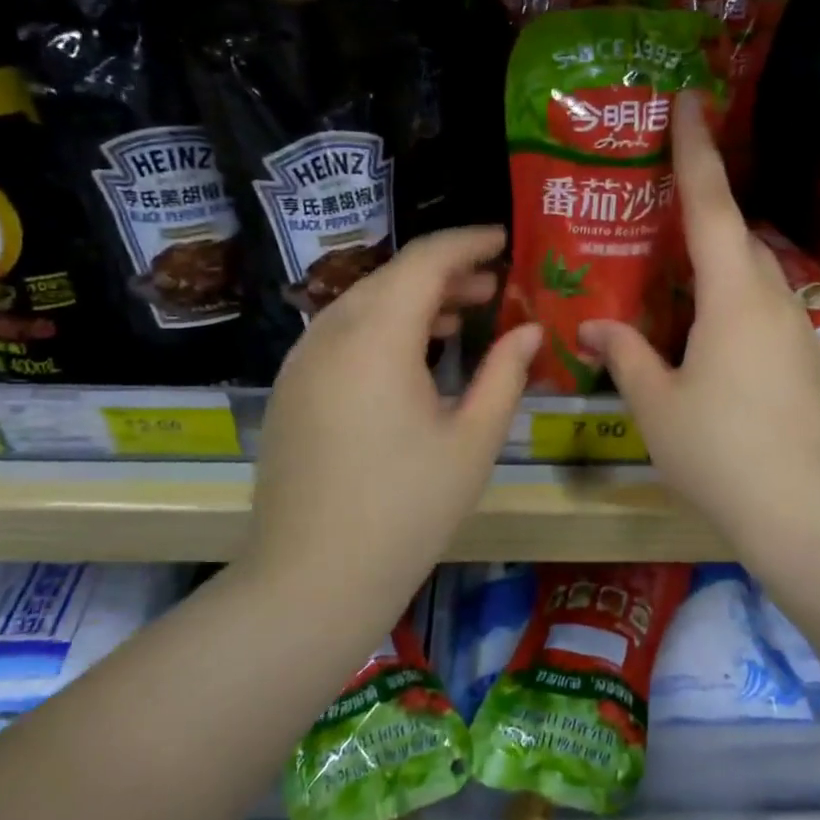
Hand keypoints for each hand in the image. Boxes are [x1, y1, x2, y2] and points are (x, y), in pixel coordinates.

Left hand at [251, 228, 541, 582]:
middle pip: (391, 277)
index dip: (468, 242)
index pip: (425, 260)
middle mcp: (330, 334)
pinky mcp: (290, 389)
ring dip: (412, 300)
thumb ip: (505, 375)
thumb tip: (529, 333)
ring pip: (362, 303)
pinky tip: (412, 359)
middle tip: (493, 287)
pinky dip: (381, 328)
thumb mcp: (473, 441)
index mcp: (377, 337)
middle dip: (445, 273)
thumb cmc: (406, 510)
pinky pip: (341, 335)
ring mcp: (301, 362)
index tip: (504, 240)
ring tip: (459, 318)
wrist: (311, 579)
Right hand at [580, 94, 819, 552]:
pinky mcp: (810, 362)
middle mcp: (775, 299)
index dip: (697, 149)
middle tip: (657, 219)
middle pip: (738, 237)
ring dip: (718, 267)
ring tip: (675, 288)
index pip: (712, 204)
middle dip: (702, 215)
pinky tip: (708, 344)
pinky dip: (734, 305)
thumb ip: (626, 355)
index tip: (691, 99)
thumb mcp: (657, 405)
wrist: (810, 515)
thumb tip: (594, 326)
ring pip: (755, 276)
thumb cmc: (722, 454)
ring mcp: (800, 331)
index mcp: (734, 296)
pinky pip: (766, 311)